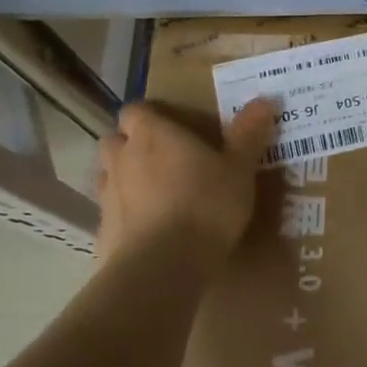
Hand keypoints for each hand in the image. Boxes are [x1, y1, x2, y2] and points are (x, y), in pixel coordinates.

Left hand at [95, 99, 275, 263]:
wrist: (163, 266)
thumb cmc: (206, 205)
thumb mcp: (239, 169)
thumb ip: (248, 134)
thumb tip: (263, 100)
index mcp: (152, 134)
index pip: (136, 110)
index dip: (151, 117)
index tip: (172, 127)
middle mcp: (123, 158)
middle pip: (116, 140)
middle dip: (133, 145)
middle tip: (166, 159)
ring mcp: (107, 195)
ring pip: (110, 176)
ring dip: (127, 178)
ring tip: (158, 194)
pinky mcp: (103, 231)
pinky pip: (113, 213)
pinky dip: (127, 215)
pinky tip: (152, 229)